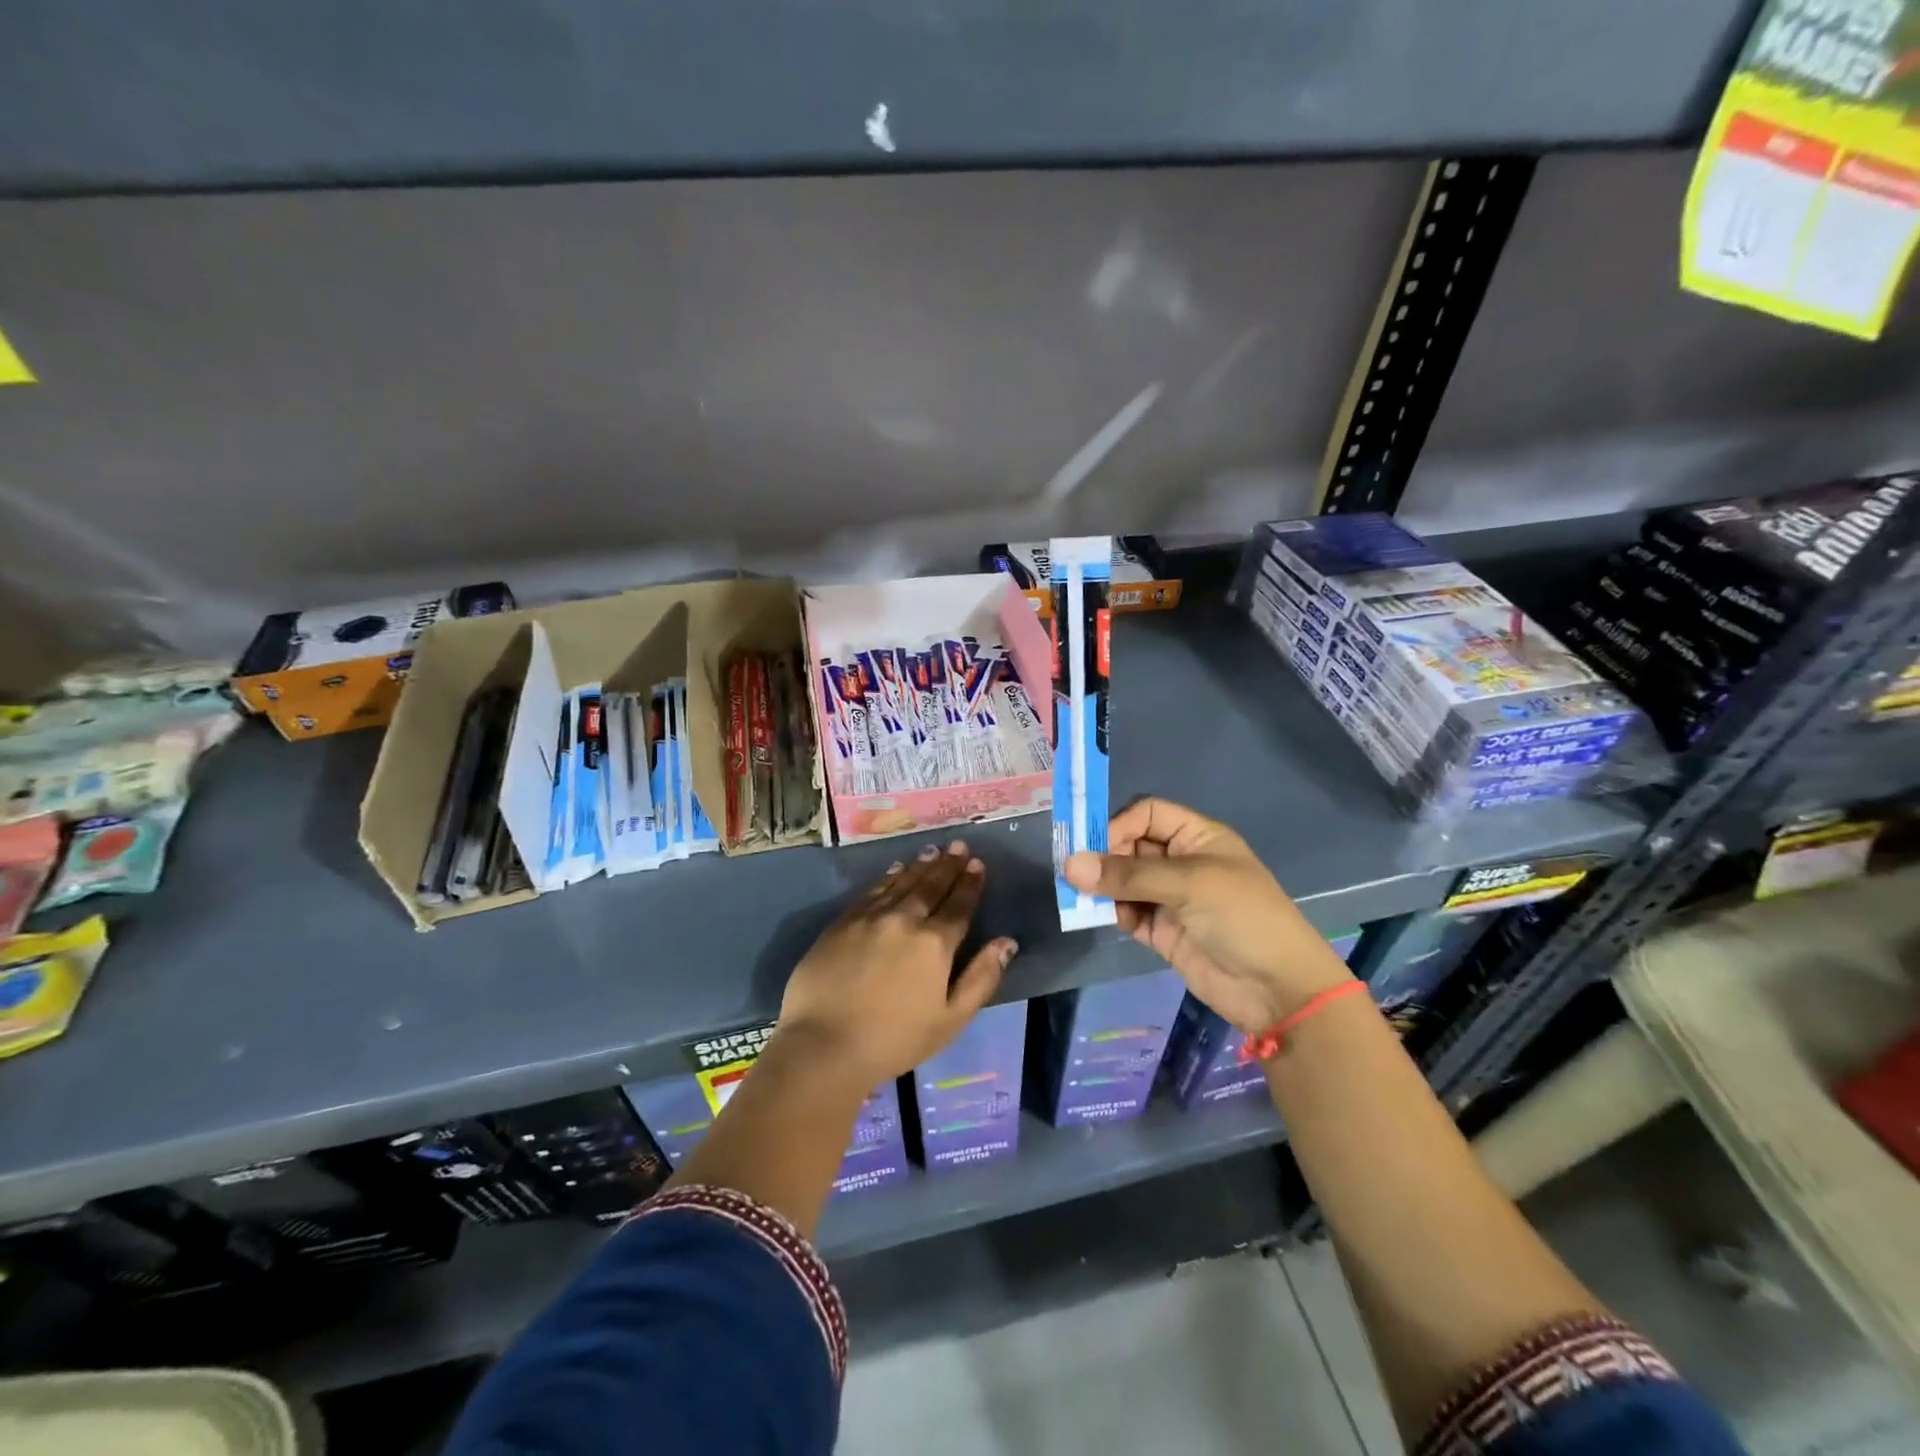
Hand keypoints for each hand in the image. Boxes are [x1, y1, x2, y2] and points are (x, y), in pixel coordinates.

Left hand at [776, 840, 1016, 1089]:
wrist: (824, 1044)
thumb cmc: (895, 1040)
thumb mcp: (951, 1019)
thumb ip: (981, 978)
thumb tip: (1006, 942)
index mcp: (934, 944)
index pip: (959, 905)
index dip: (970, 883)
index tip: (977, 863)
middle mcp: (904, 920)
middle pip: (931, 886)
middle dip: (948, 865)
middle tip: (958, 845)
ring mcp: (870, 918)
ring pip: (901, 883)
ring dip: (920, 866)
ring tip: (933, 851)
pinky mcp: (841, 923)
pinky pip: (871, 892)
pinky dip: (887, 878)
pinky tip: (895, 870)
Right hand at [1064, 798, 1352, 1033]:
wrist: (1278, 990)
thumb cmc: (1241, 917)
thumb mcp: (1188, 884)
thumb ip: (1128, 875)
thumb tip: (1070, 865)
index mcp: (1197, 837)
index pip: (1148, 814)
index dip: (1119, 825)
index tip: (1094, 847)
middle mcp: (1182, 862)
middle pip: (1131, 847)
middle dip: (1104, 858)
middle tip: (1077, 875)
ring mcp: (1171, 898)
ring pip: (1124, 882)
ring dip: (1104, 888)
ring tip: (1082, 898)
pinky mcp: (1163, 931)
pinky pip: (1128, 913)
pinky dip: (1114, 913)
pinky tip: (1106, 919)